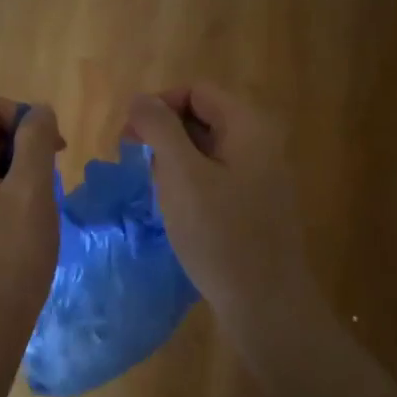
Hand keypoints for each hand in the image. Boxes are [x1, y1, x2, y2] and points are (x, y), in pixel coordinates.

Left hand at [0, 97, 64, 359]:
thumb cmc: (8, 258)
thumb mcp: (31, 191)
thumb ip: (37, 140)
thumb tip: (39, 112)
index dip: (25, 118)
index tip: (54, 150)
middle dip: (23, 148)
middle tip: (51, 181)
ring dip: (17, 175)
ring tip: (38, 208)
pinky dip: (5, 198)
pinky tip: (22, 229)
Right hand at [125, 85, 332, 362]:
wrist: (266, 305)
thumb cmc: (220, 235)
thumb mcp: (181, 175)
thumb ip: (159, 128)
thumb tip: (140, 99)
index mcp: (248, 125)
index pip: (195, 91)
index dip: (158, 106)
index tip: (130, 139)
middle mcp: (261, 142)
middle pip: (203, 116)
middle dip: (164, 133)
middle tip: (136, 163)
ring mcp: (262, 174)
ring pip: (207, 148)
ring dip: (175, 159)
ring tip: (156, 189)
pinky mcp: (256, 203)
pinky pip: (217, 174)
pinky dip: (191, 181)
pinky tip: (177, 208)